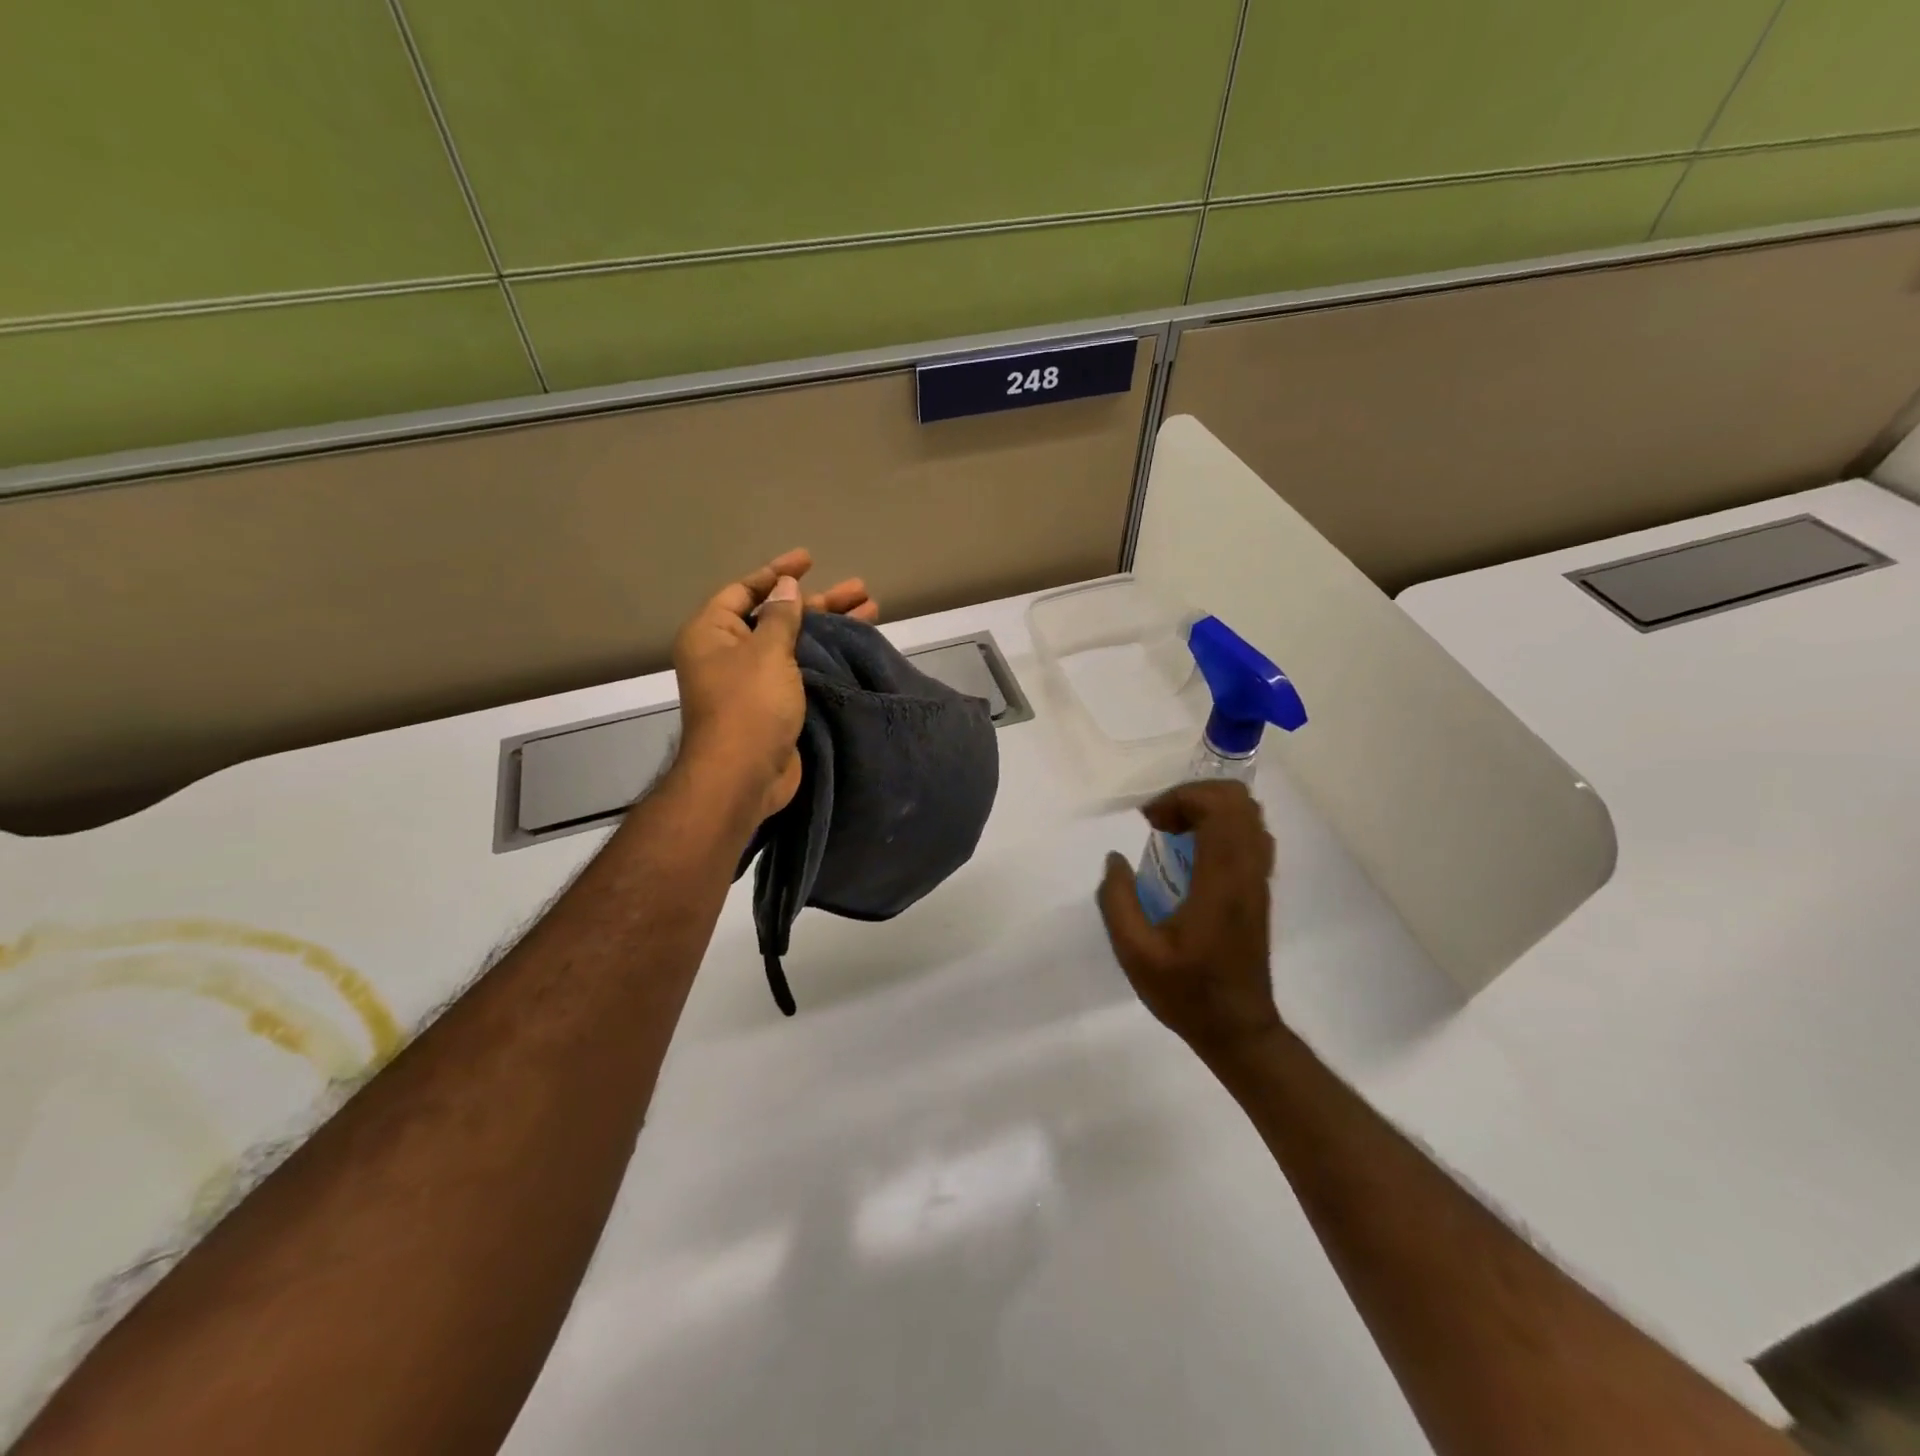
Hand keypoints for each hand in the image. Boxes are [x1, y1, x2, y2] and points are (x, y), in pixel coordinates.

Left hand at [670, 549, 877, 821]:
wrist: (744, 777)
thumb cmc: (749, 705)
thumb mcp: (767, 652)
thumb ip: (781, 616)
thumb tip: (785, 586)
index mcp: (712, 634)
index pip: (744, 591)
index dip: (777, 572)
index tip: (809, 560)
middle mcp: (729, 654)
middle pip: (777, 617)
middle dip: (818, 603)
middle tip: (859, 589)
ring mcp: (753, 682)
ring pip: (796, 645)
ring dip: (830, 628)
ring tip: (870, 610)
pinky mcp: (775, 706)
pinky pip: (802, 671)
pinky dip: (827, 658)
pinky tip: (855, 649)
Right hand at [1097, 781, 1282, 1061]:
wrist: (1238, 1029)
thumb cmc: (1186, 993)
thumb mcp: (1135, 953)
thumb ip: (1118, 900)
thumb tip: (1115, 859)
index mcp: (1221, 881)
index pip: (1219, 808)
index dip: (1182, 798)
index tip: (1149, 820)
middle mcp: (1248, 872)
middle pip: (1239, 802)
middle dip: (1194, 797)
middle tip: (1160, 822)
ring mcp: (1258, 880)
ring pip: (1249, 816)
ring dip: (1209, 810)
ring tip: (1173, 833)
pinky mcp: (1259, 891)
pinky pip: (1250, 836)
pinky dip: (1221, 828)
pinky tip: (1191, 855)